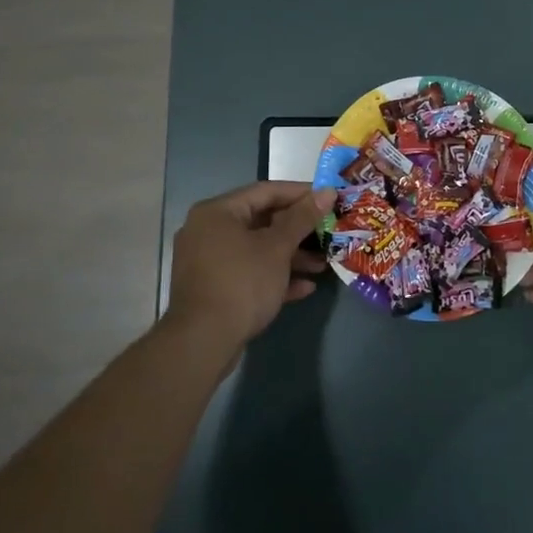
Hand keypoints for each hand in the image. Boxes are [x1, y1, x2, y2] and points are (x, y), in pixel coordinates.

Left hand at [164, 181, 334, 356]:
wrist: (203, 341)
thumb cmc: (242, 282)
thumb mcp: (277, 247)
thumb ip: (303, 217)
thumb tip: (327, 191)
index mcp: (218, 212)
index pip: (265, 191)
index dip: (300, 193)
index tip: (329, 198)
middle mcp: (208, 231)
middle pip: (261, 221)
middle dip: (298, 230)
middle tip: (329, 232)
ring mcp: (208, 261)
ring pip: (256, 250)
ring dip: (290, 256)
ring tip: (323, 264)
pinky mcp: (214, 288)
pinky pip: (248, 273)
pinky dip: (274, 276)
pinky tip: (305, 287)